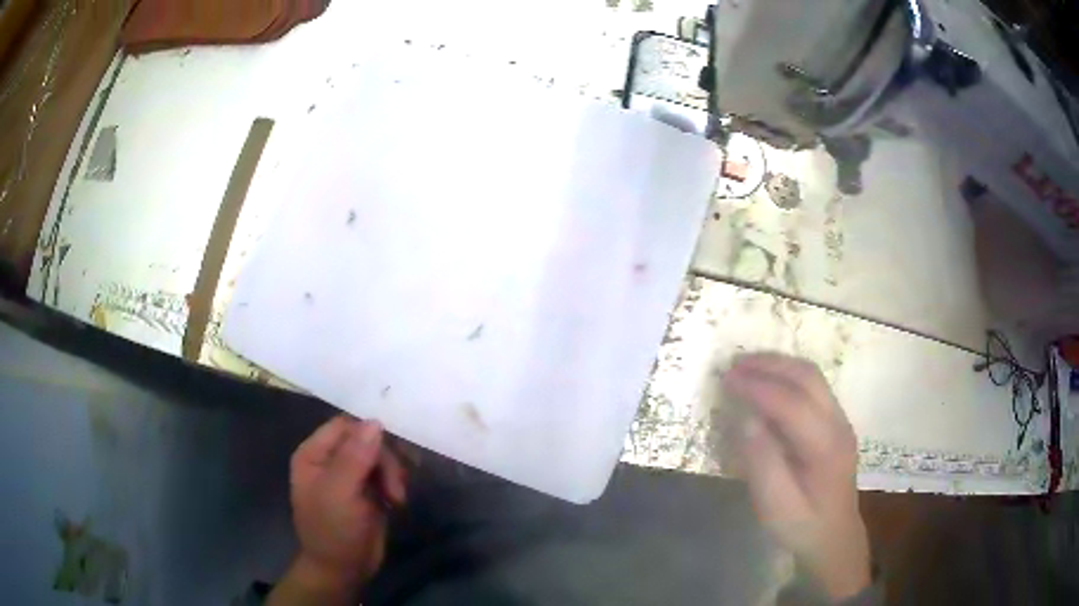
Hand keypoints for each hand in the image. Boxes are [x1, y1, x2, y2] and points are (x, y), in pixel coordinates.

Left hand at [270, 417, 407, 604]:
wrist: (343, 571)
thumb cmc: (332, 531)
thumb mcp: (339, 494)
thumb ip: (354, 458)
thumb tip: (375, 421)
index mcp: (314, 454)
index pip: (345, 426)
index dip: (368, 434)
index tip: (391, 452)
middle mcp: (331, 460)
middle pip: (367, 440)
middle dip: (385, 461)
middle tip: (395, 488)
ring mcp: (350, 476)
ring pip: (381, 456)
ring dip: (394, 473)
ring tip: (397, 498)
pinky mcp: (369, 491)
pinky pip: (387, 473)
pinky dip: (396, 483)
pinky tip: (398, 500)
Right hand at [724, 353, 870, 600]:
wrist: (834, 537)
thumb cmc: (802, 526)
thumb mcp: (775, 507)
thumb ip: (762, 463)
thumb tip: (746, 418)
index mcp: (826, 447)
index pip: (792, 403)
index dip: (758, 387)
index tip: (727, 378)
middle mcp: (839, 423)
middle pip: (807, 377)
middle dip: (769, 365)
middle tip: (734, 364)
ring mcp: (840, 419)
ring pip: (812, 376)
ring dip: (779, 365)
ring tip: (747, 366)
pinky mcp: (836, 421)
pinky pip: (813, 386)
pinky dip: (787, 375)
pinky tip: (768, 382)